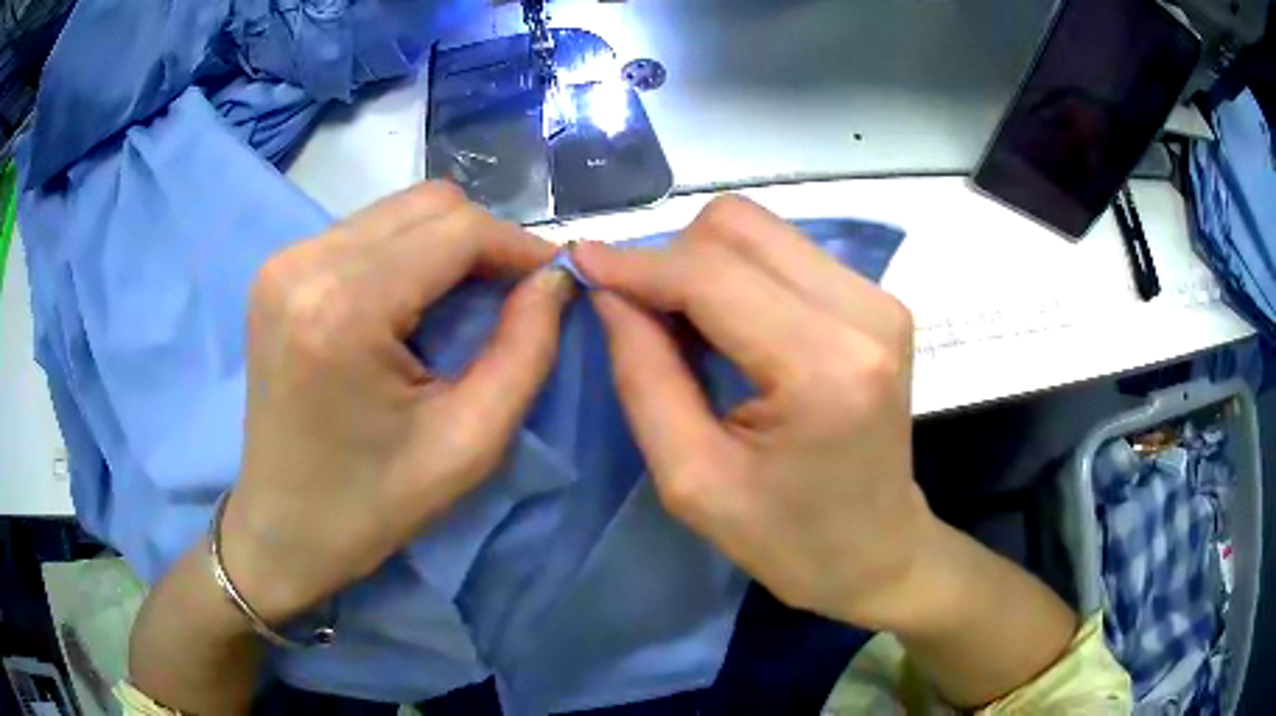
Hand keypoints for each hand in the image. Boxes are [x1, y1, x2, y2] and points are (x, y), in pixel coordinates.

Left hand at [221, 182, 573, 622]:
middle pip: (427, 204)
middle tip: (512, 297)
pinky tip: (413, 305)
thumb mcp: (468, 443)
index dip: (518, 246)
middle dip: (484, 241)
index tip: (555, 282)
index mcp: (343, 309)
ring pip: (398, 211)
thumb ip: (526, 350)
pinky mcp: (278, 271)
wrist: (281, 529)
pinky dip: (407, 255)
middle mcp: (305, 263)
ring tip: (464, 304)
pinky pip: (366, 232)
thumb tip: (557, 279)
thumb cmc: (372, 505)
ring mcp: (284, 261)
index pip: (456, 229)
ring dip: (446, 246)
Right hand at [573, 196, 931, 630]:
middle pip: (739, 226)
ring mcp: (879, 300)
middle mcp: (863, 313)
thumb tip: (608, 291)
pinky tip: (733, 326)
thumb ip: (644, 376)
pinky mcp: (880, 301)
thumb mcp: (693, 480)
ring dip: (705, 262)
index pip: (711, 274)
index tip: (580, 261)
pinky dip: (741, 273)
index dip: (637, 262)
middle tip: (644, 313)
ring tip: (688, 326)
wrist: (878, 549)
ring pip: (762, 229)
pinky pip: (788, 251)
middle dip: (673, 257)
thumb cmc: (788, 539)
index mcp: (823, 368)